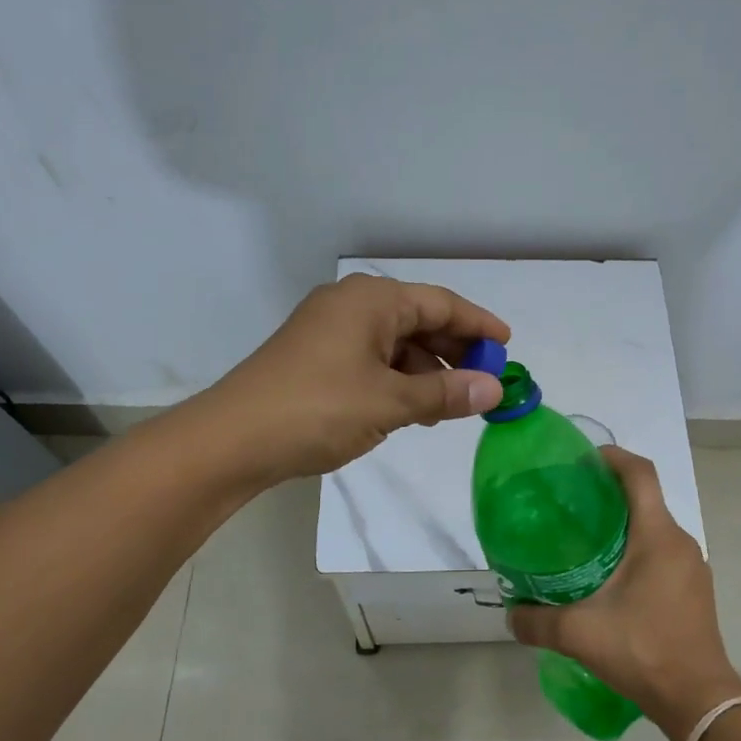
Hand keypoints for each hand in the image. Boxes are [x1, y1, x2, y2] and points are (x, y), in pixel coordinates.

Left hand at [206, 273, 509, 480]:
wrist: (233, 440)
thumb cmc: (318, 409)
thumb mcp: (390, 403)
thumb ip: (446, 393)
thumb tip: (494, 390)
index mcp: (371, 300)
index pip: (441, 303)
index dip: (479, 325)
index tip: (508, 347)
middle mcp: (351, 304)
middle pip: (418, 318)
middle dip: (454, 349)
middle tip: (484, 381)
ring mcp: (329, 329)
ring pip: (394, 342)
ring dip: (425, 369)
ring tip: (449, 404)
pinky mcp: (315, 356)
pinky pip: (371, 358)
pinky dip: (397, 379)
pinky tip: (410, 409)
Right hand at [507, 447, 740, 740]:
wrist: (698, 699)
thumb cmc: (643, 650)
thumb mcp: (579, 634)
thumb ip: (536, 621)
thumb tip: (510, 615)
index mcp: (657, 536)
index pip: (640, 473)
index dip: (612, 456)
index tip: (581, 460)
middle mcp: (680, 542)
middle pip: (645, 499)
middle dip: (609, 493)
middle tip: (569, 505)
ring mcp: (692, 567)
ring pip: (654, 528)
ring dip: (623, 525)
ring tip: (584, 542)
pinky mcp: (694, 590)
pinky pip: (662, 553)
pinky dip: (636, 551)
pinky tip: (610, 579)